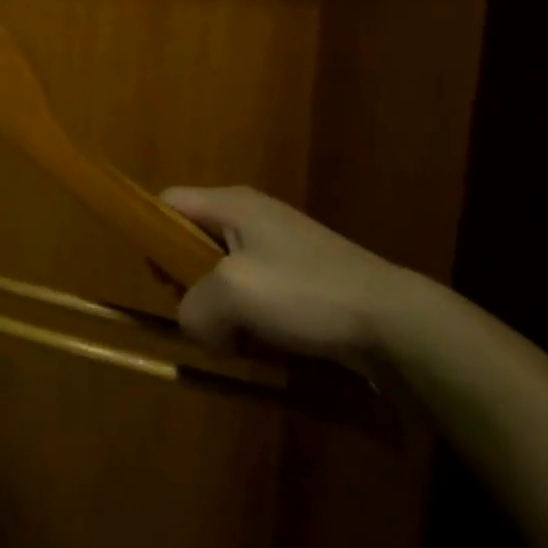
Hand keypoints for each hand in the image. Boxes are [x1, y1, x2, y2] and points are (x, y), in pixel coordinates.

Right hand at [161, 186, 422, 374]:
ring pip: (226, 273)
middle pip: (194, 239)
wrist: (394, 321)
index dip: (153, 234)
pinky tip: (267, 346)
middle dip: (189, 280)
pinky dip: (252, 319)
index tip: (162, 279)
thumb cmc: (305, 292)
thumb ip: (194, 307)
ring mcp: (282, 247)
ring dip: (223, 308)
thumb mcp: (233, 294)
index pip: (168, 201)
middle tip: (202, 315)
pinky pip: (258, 294)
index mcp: (232, 204)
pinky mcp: (305, 278)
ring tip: (237, 338)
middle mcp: (253, 217)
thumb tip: (196, 326)